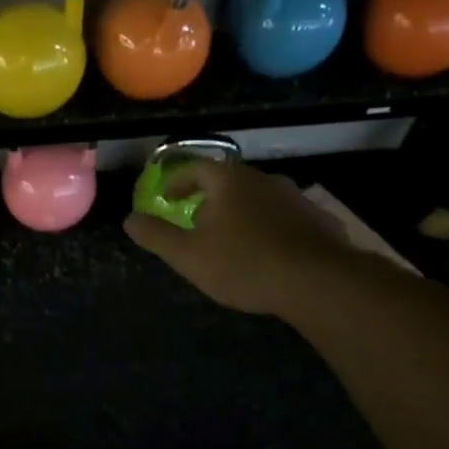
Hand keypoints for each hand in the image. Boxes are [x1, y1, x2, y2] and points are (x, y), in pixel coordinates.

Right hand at [124, 159, 349, 314]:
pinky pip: (285, 218)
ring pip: (259, 199)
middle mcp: (264, 179)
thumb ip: (156, 236)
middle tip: (197, 222)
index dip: (177, 181)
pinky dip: (269, 228)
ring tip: (232, 240)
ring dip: (241, 213)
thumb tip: (129, 220)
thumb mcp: (187, 255)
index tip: (167, 198)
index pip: (196, 168)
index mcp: (229, 181)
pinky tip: (268, 253)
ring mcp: (296, 198)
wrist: (317, 281)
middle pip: (229, 182)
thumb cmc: (243, 263)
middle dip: (210, 199)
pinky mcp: (318, 220)